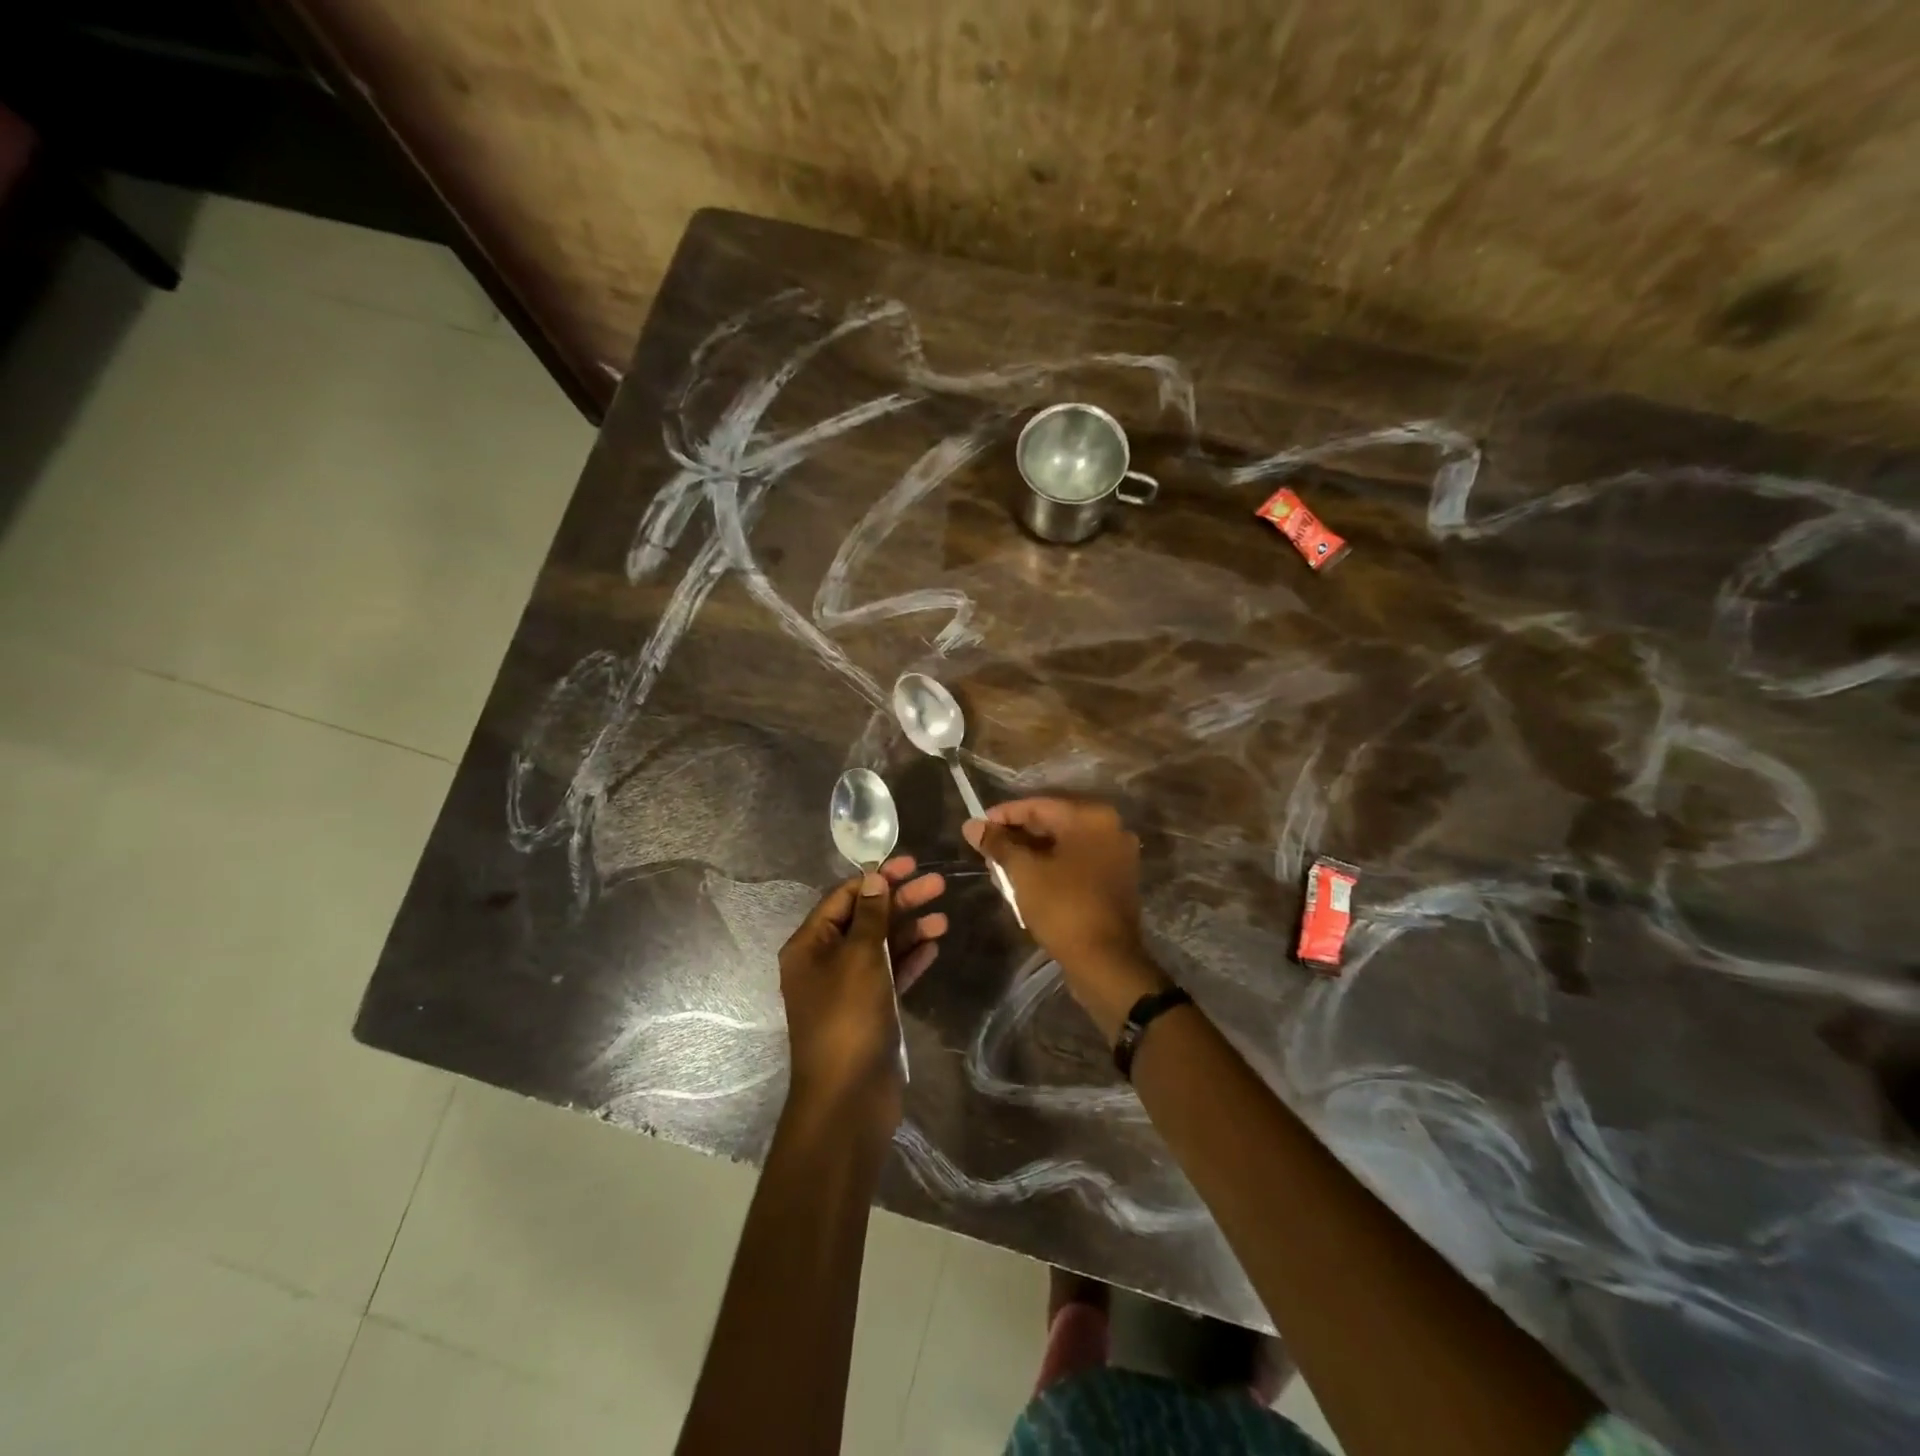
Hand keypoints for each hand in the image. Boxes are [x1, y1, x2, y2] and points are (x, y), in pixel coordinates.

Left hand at [778, 856, 946, 1126]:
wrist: (848, 1100)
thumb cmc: (848, 1019)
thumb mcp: (860, 958)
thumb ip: (870, 915)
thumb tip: (874, 878)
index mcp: (809, 946)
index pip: (843, 898)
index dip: (876, 878)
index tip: (909, 863)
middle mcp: (825, 963)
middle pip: (865, 919)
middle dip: (899, 901)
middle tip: (937, 884)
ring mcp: (848, 989)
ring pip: (881, 947)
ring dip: (909, 930)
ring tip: (943, 917)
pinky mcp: (869, 1011)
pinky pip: (890, 974)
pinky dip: (910, 959)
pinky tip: (934, 946)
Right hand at [963, 799, 1168, 1043]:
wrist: (1106, 962)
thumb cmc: (1063, 908)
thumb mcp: (1023, 873)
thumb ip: (998, 844)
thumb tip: (971, 825)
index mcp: (1091, 817)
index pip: (1038, 805)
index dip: (1003, 815)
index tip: (977, 827)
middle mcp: (1110, 828)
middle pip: (1053, 822)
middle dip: (1017, 835)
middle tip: (986, 849)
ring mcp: (1117, 855)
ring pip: (1064, 844)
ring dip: (1032, 853)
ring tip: (1000, 867)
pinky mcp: (1117, 879)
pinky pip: (1077, 862)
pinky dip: (1052, 866)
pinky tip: (1026, 880)